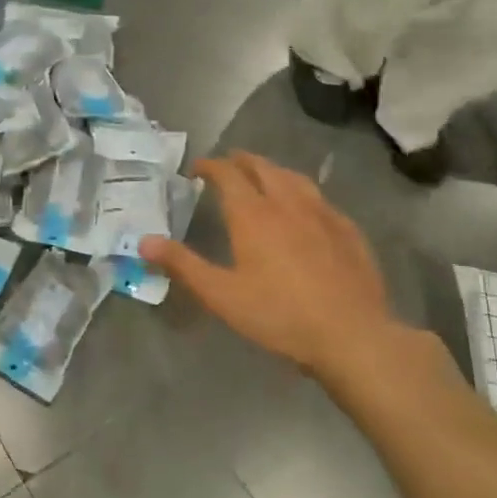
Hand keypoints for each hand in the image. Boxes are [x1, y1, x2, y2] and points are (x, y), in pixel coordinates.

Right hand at [139, 152, 449, 396]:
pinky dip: (304, 193)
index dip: (210, 166)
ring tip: (264, 176)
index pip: (227, 174)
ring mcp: (323, 214)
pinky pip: (321, 200)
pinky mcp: (348, 231)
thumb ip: (183, 264)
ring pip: (294, 179)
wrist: (352, 336)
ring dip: (274, 171)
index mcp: (253, 214)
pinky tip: (307, 209)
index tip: (197, 169)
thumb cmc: (279, 315)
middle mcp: (287, 203)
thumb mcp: (221, 295)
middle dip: (241, 161)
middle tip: (228, 164)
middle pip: (262, 168)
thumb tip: (144, 240)